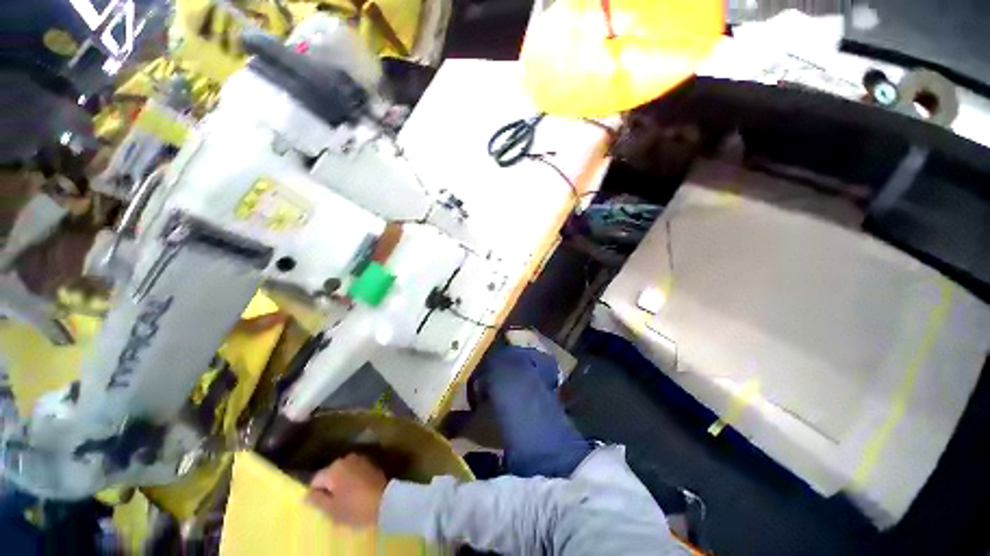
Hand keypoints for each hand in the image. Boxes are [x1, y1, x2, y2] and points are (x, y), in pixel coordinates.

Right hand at [306, 453, 387, 527]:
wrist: (384, 501)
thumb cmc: (354, 507)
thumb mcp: (330, 509)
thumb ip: (316, 500)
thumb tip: (307, 494)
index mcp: (333, 468)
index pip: (316, 480)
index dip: (316, 494)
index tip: (323, 505)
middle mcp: (346, 458)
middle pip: (330, 474)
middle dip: (330, 486)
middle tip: (335, 502)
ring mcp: (360, 459)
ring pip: (343, 472)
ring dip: (342, 482)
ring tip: (347, 497)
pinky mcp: (370, 462)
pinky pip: (354, 471)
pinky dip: (353, 479)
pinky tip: (357, 490)